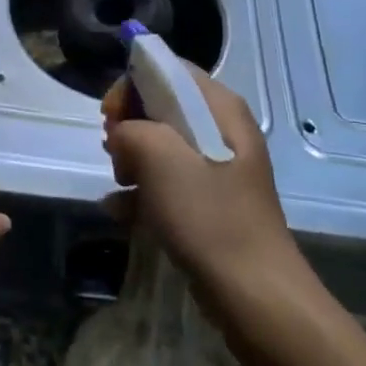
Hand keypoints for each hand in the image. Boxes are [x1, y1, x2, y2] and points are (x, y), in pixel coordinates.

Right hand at [100, 62, 299, 305]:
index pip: (168, 69)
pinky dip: (143, 191)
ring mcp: (217, 167)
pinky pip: (168, 180)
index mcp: (220, 107)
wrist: (256, 296)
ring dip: (132, 160)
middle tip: (115, 155)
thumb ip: (132, 130)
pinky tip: (121, 213)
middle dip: (129, 126)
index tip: (109, 118)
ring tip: (120, 186)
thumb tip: (123, 134)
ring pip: (161, 144)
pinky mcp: (210, 201)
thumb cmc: (210, 218)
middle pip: (162, 105)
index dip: (132, 85)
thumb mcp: (161, 161)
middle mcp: (222, 128)